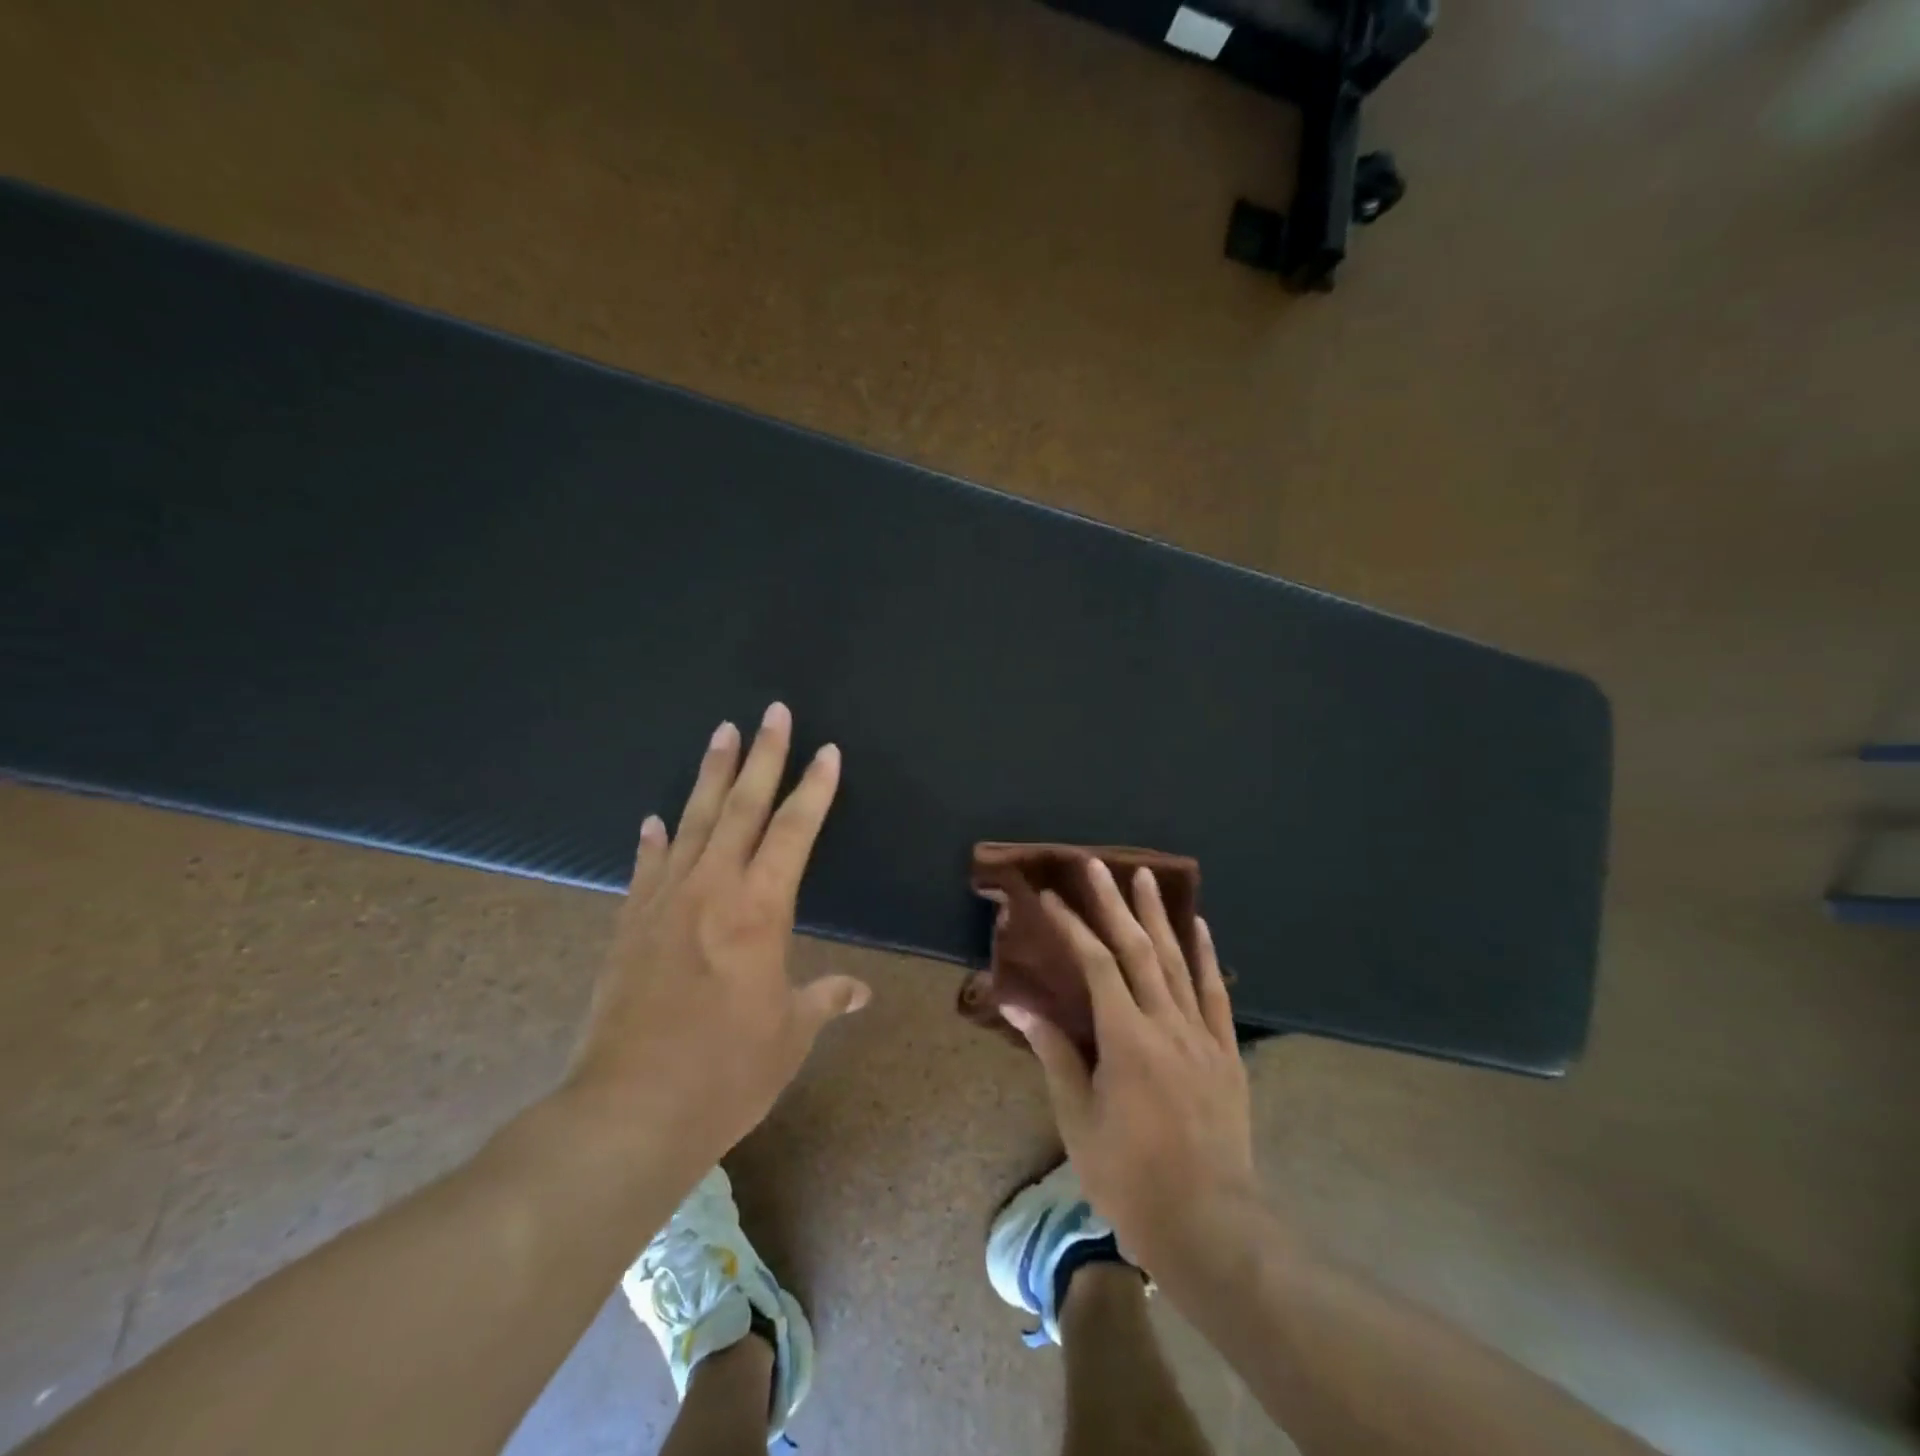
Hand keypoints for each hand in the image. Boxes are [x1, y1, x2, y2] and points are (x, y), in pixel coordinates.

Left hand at [564, 703, 869, 1174]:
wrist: (628, 1112)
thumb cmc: (726, 1072)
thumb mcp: (789, 1035)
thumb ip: (824, 1000)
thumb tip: (859, 991)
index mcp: (760, 908)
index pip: (795, 830)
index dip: (815, 788)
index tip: (827, 751)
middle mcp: (712, 889)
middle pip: (743, 807)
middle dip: (763, 756)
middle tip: (773, 712)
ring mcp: (663, 902)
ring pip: (693, 821)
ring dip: (711, 776)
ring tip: (722, 733)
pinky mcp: (628, 926)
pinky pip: (646, 867)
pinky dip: (653, 840)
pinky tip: (654, 819)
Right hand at [1002, 859, 1255, 1269]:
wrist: (1209, 1224)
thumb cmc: (1129, 1176)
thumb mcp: (1077, 1118)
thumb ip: (1053, 1052)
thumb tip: (1017, 1001)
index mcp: (1126, 1039)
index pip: (1096, 965)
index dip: (1071, 927)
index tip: (1049, 897)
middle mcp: (1167, 1023)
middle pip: (1138, 949)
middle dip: (1113, 903)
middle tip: (1096, 864)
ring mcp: (1202, 1035)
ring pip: (1177, 960)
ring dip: (1159, 915)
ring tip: (1145, 876)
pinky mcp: (1227, 1052)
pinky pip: (1215, 992)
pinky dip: (1205, 955)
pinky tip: (1199, 926)